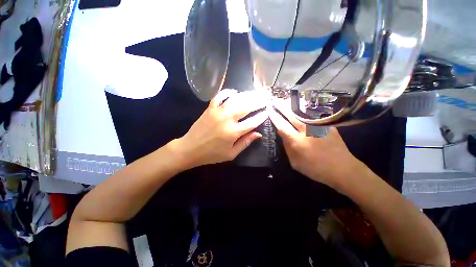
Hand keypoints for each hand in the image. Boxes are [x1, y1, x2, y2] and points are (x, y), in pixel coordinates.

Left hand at [175, 89, 267, 168]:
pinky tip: (234, 92)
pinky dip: (227, 92)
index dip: (261, 116)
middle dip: (257, 102)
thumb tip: (258, 134)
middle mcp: (227, 119)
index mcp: (233, 132)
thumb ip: (245, 143)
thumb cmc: (212, 154)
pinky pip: (219, 96)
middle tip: (264, 100)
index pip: (252, 122)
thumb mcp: (231, 154)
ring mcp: (217, 112)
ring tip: (254, 94)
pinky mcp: (209, 108)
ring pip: (235, 99)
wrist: (190, 149)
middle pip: (246, 107)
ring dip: (246, 95)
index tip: (267, 112)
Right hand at [269, 99, 362, 187]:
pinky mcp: (326, 125)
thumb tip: (283, 136)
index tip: (270, 110)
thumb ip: (287, 147)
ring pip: (302, 113)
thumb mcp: (295, 162)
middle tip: (276, 100)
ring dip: (293, 107)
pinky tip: (302, 109)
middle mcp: (306, 130)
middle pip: (291, 115)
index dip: (275, 117)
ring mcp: (317, 127)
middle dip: (282, 107)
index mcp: (296, 141)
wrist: (342, 168)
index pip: (282, 125)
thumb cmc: (315, 168)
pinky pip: (313, 116)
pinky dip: (305, 112)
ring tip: (286, 101)